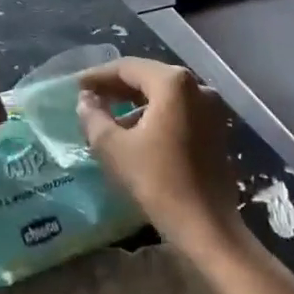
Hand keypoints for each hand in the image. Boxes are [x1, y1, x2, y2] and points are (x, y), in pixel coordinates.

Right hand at [76, 57, 240, 253]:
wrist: (207, 226)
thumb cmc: (157, 180)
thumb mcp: (113, 147)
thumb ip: (94, 117)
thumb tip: (85, 100)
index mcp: (173, 83)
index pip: (127, 68)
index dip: (98, 75)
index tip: (76, 85)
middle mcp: (197, 87)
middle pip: (148, 78)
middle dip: (117, 87)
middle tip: (89, 97)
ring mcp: (212, 109)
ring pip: (164, 96)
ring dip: (135, 103)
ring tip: (108, 118)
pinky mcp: (217, 131)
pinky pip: (179, 112)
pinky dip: (155, 116)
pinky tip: (135, 133)